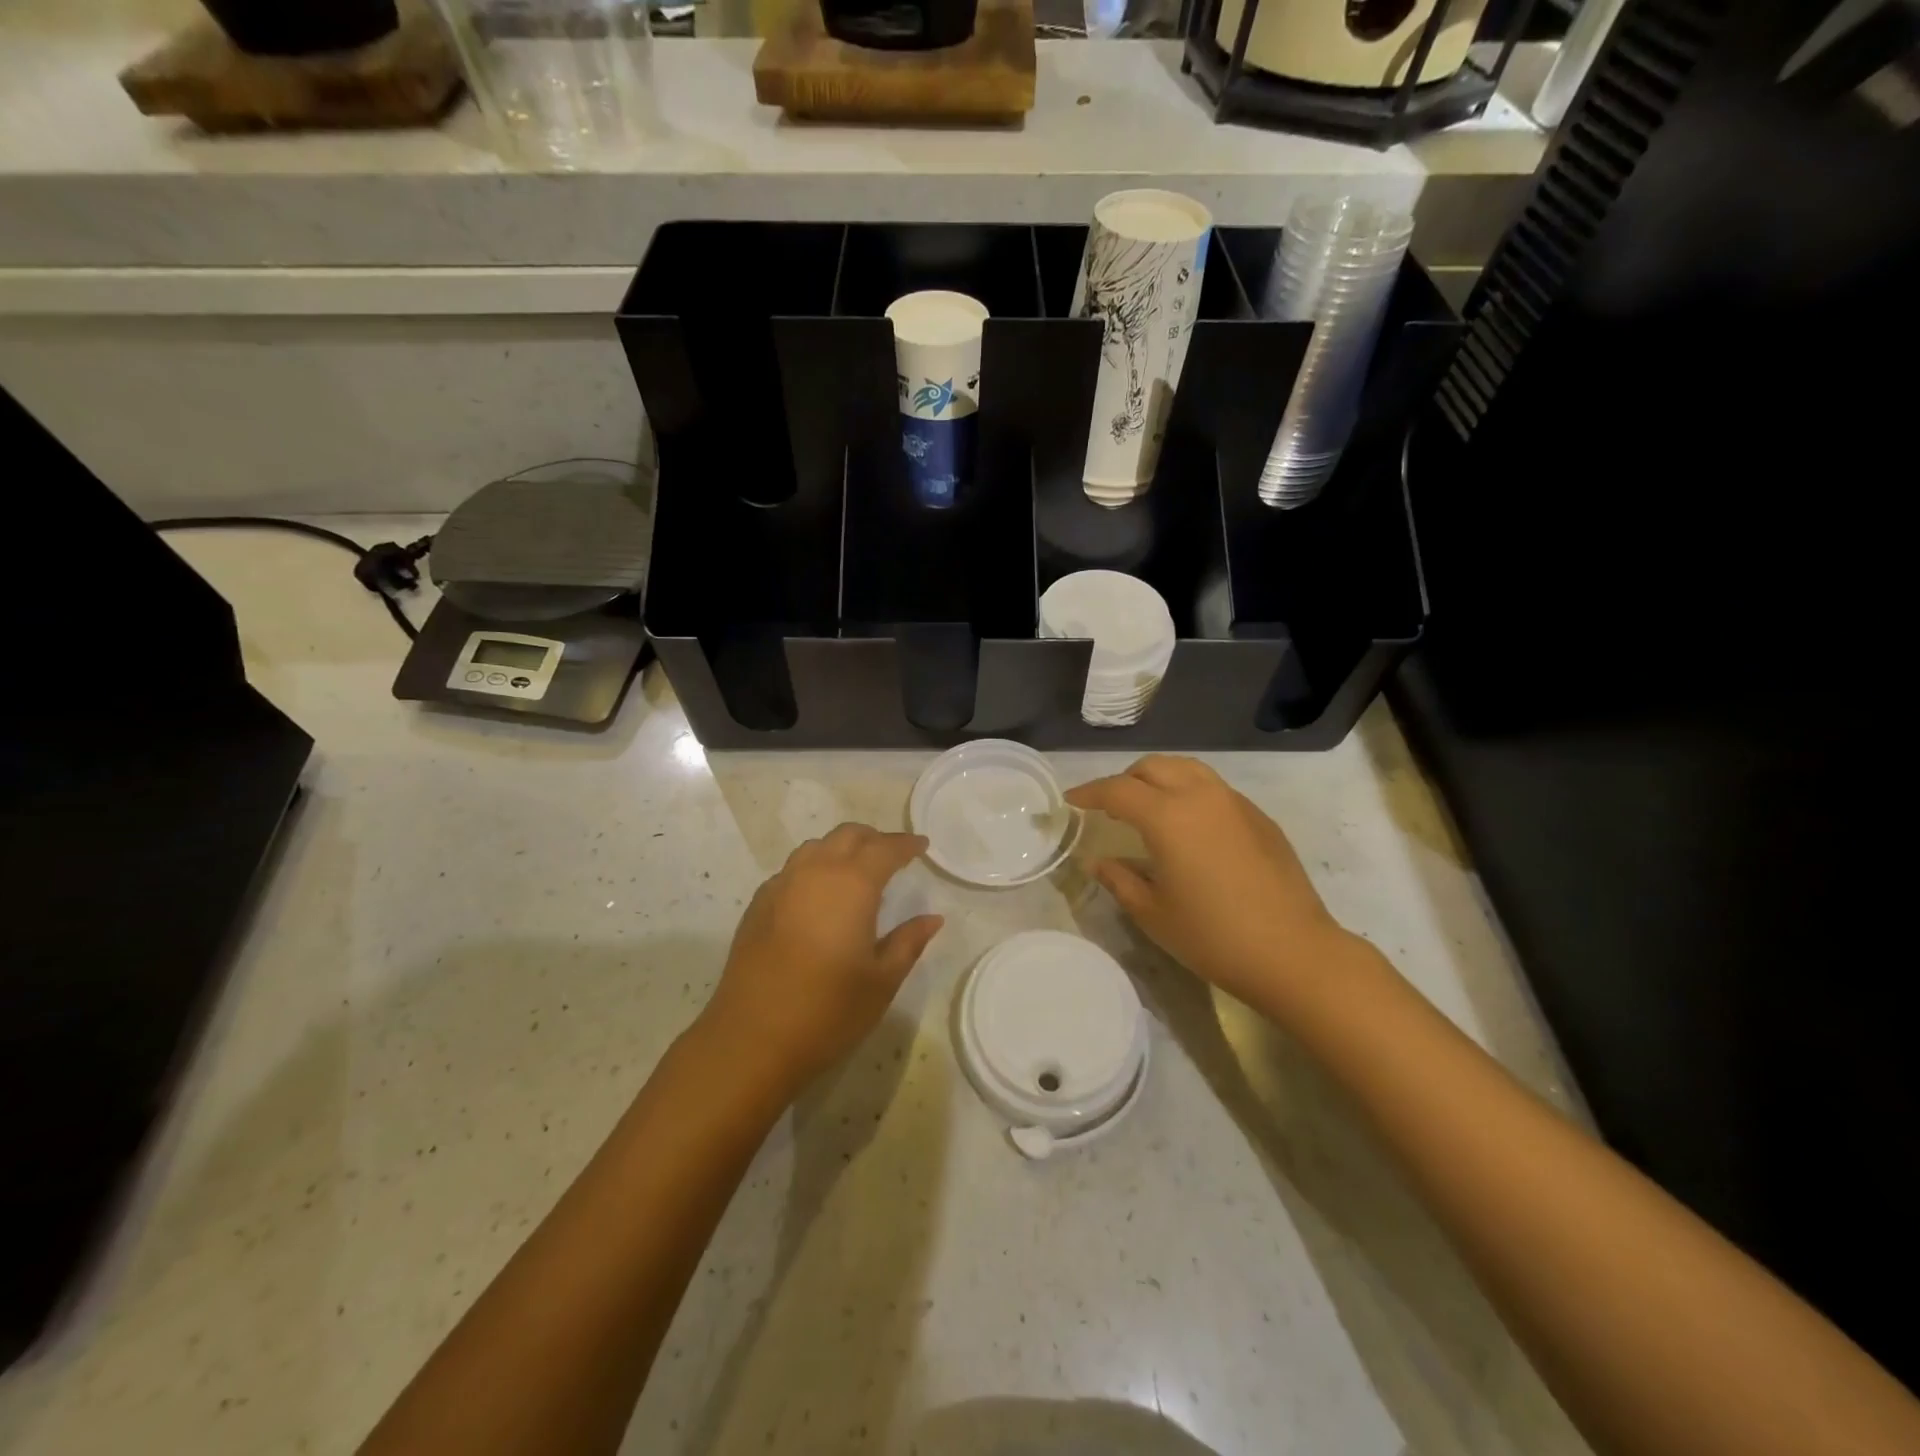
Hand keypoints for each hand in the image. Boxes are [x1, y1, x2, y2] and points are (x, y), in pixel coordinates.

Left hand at [700, 824, 942, 1095]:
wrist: (751, 1040)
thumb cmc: (828, 1010)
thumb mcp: (882, 981)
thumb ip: (908, 942)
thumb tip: (932, 918)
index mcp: (852, 884)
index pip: (885, 849)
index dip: (906, 844)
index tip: (922, 846)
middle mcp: (815, 872)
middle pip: (847, 836)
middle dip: (874, 839)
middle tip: (893, 855)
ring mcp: (781, 886)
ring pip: (816, 848)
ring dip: (841, 850)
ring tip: (857, 872)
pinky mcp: (758, 905)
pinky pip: (793, 870)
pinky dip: (814, 869)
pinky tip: (819, 898)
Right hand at [1066, 755, 1361, 1013]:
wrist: (1293, 952)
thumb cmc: (1213, 936)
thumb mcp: (1153, 913)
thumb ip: (1119, 880)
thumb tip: (1098, 861)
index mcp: (1168, 817)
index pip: (1118, 790)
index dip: (1090, 792)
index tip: (1072, 800)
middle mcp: (1201, 796)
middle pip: (1154, 767)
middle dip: (1125, 780)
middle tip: (1110, 807)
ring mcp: (1235, 803)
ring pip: (1188, 769)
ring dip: (1159, 779)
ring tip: (1148, 808)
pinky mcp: (1259, 817)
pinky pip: (1214, 789)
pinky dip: (1189, 792)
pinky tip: (1189, 827)